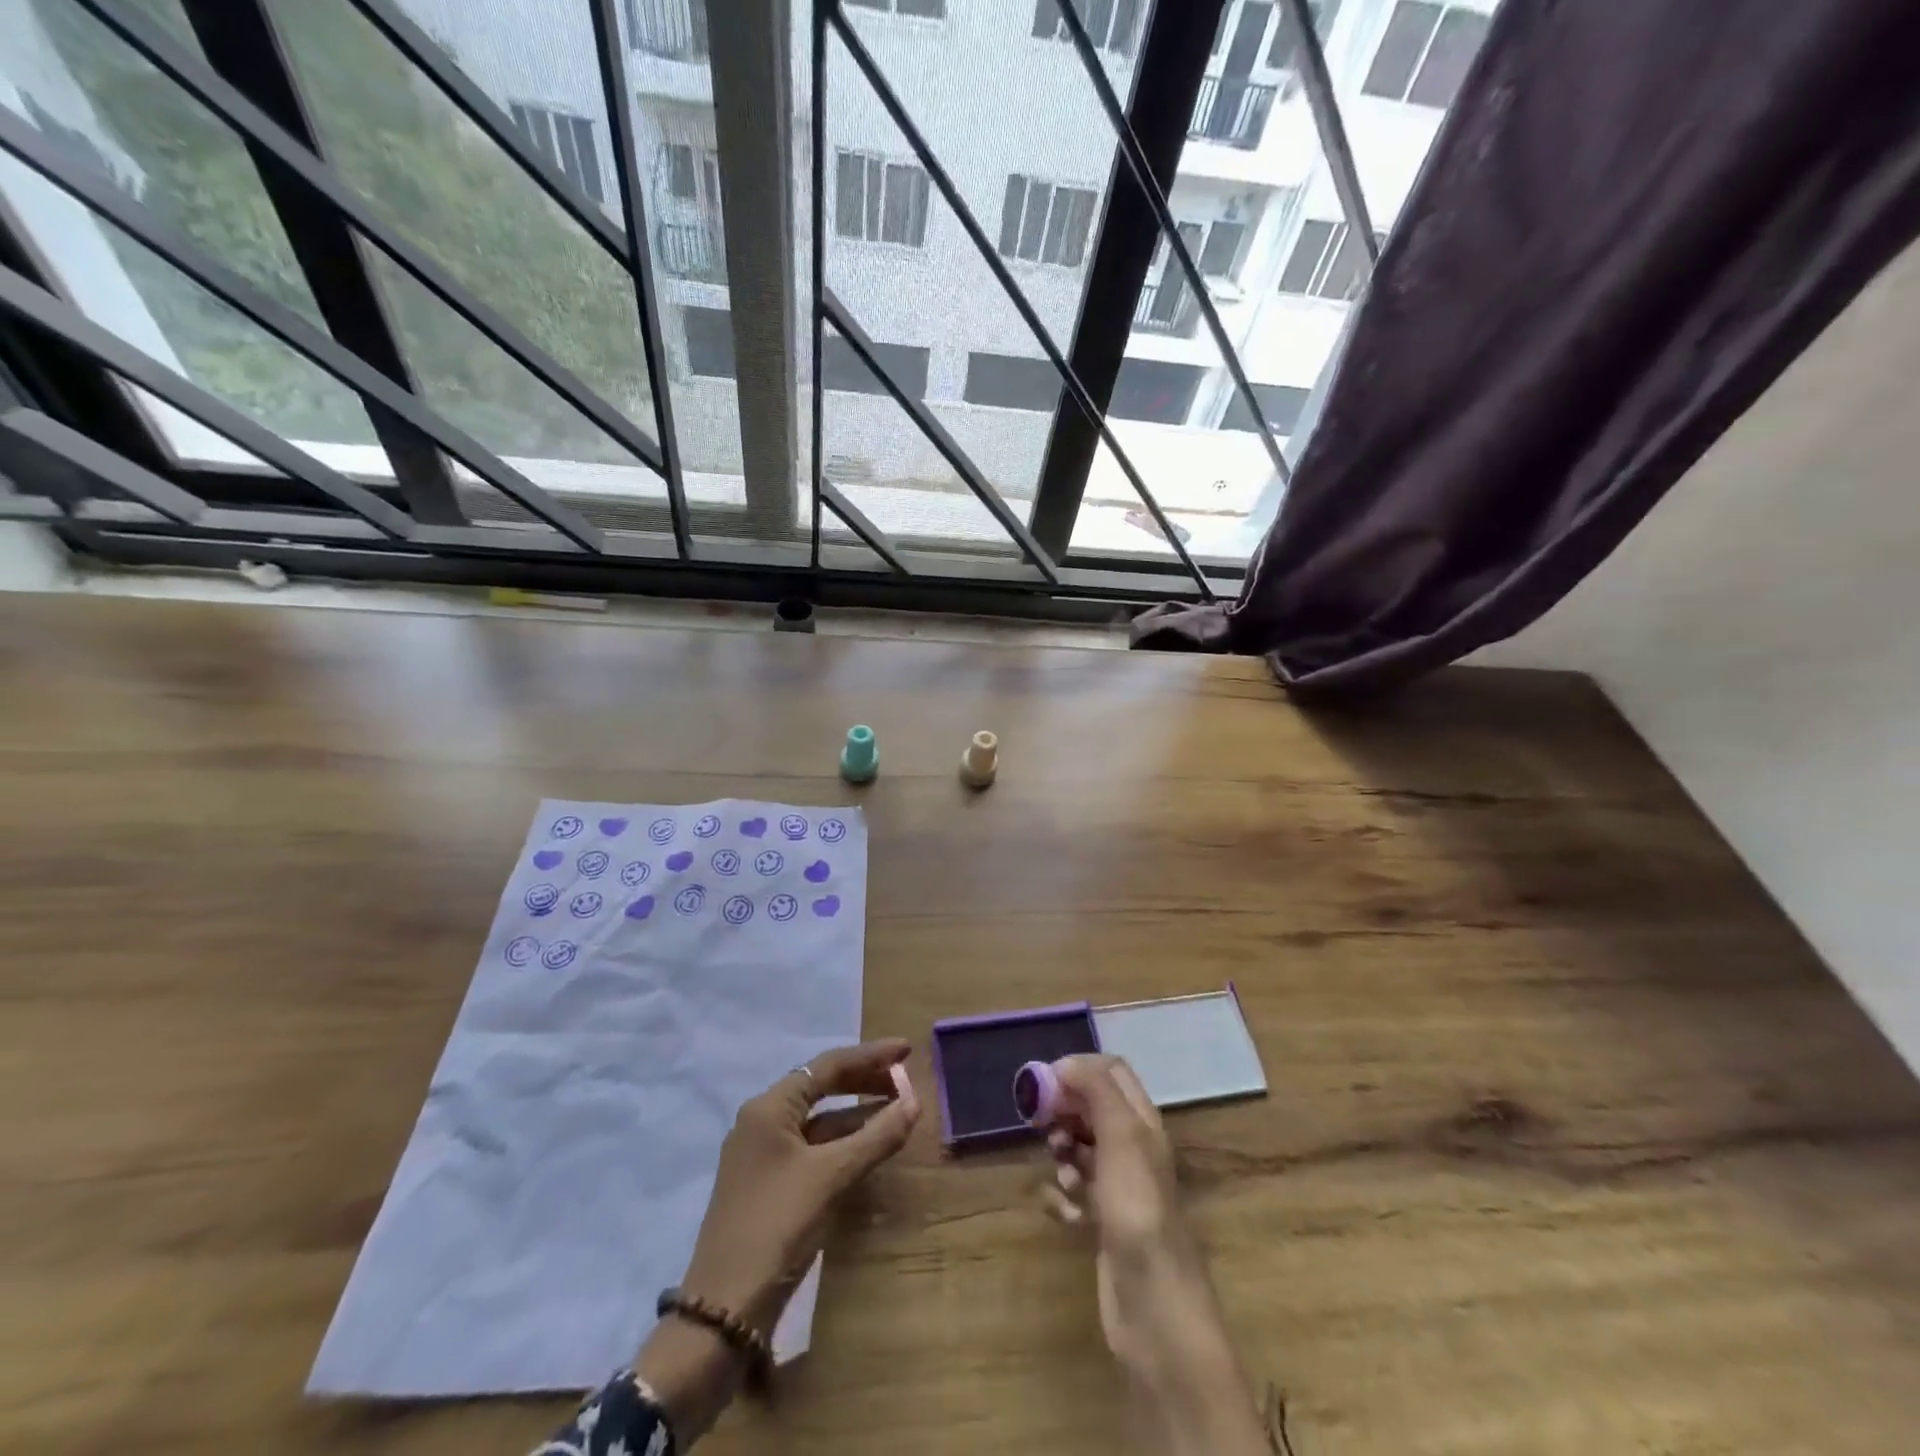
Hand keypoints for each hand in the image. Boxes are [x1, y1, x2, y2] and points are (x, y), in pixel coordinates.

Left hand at [637, 1039, 918, 1438]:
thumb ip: (875, 1137)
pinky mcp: (769, 1186)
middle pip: (821, 1088)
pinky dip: (843, 1143)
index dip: (870, 1056)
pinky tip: (869, 1150)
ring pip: (819, 1120)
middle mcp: (762, 1122)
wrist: (724, 1311)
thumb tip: (915, 1101)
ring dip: (857, 1114)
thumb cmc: (776, 1226)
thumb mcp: (831, 1177)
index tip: (906, 1049)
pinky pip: (813, 1148)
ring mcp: (763, 1155)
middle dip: (864, 1081)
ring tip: (897, 1111)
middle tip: (905, 1080)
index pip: (827, 1066)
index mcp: (769, 1107)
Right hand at [1044, 1056, 1266, 1455]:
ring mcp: (1120, 1187)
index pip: (1111, 1071)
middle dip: (1064, 1111)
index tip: (1046, 1084)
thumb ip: (1096, 1091)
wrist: (1154, 1308)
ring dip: (1062, 1153)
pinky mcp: (1105, 1222)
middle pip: (1092, 1107)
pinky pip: (1075, 1192)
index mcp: (1142, 1122)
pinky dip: (1063, 1195)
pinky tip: (1064, 1213)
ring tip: (1061, 1175)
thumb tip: (1065, 1063)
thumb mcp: (1121, 1138)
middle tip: (1042, 1127)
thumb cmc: (1138, 1211)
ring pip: (1080, 1148)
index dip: (1077, 1069)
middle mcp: (1133, 1148)